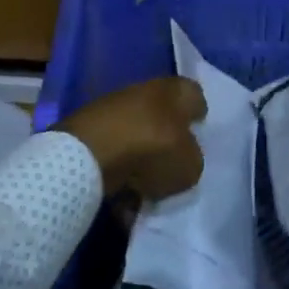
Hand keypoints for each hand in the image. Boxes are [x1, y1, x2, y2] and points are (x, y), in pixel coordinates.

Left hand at [56, 77, 207, 205]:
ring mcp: (113, 108)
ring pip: (136, 137)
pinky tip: (123, 198)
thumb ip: (192, 158)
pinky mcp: (89, 129)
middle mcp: (144, 91)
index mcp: (175, 91)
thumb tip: (183, 157)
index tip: (199, 133)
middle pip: (163, 117)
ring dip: (140, 161)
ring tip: (146, 191)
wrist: (91, 152)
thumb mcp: (191, 164)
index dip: (198, 114)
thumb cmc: (153, 149)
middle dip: (167, 140)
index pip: (195, 96)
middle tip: (173, 167)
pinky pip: (113, 154)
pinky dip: (118, 173)